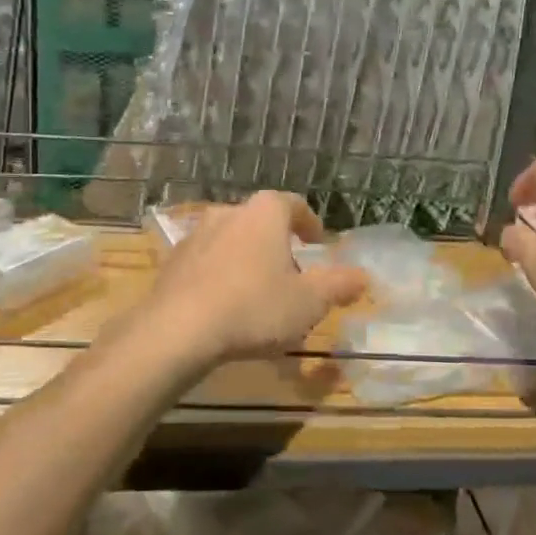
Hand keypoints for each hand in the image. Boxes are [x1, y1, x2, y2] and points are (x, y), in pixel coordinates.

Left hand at [143, 192, 367, 369]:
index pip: (293, 204)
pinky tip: (225, 305)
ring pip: (231, 241)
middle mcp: (228, 212)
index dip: (309, 222)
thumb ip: (339, 285)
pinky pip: (206, 263)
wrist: (178, 329)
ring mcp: (195, 235)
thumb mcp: (309, 302)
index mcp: (264, 213)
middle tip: (291, 273)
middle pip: (260, 222)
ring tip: (257, 292)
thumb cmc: (254, 307)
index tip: (317, 241)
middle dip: (277, 244)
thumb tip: (363, 276)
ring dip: (246, 260)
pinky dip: (220, 276)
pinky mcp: (172, 262)